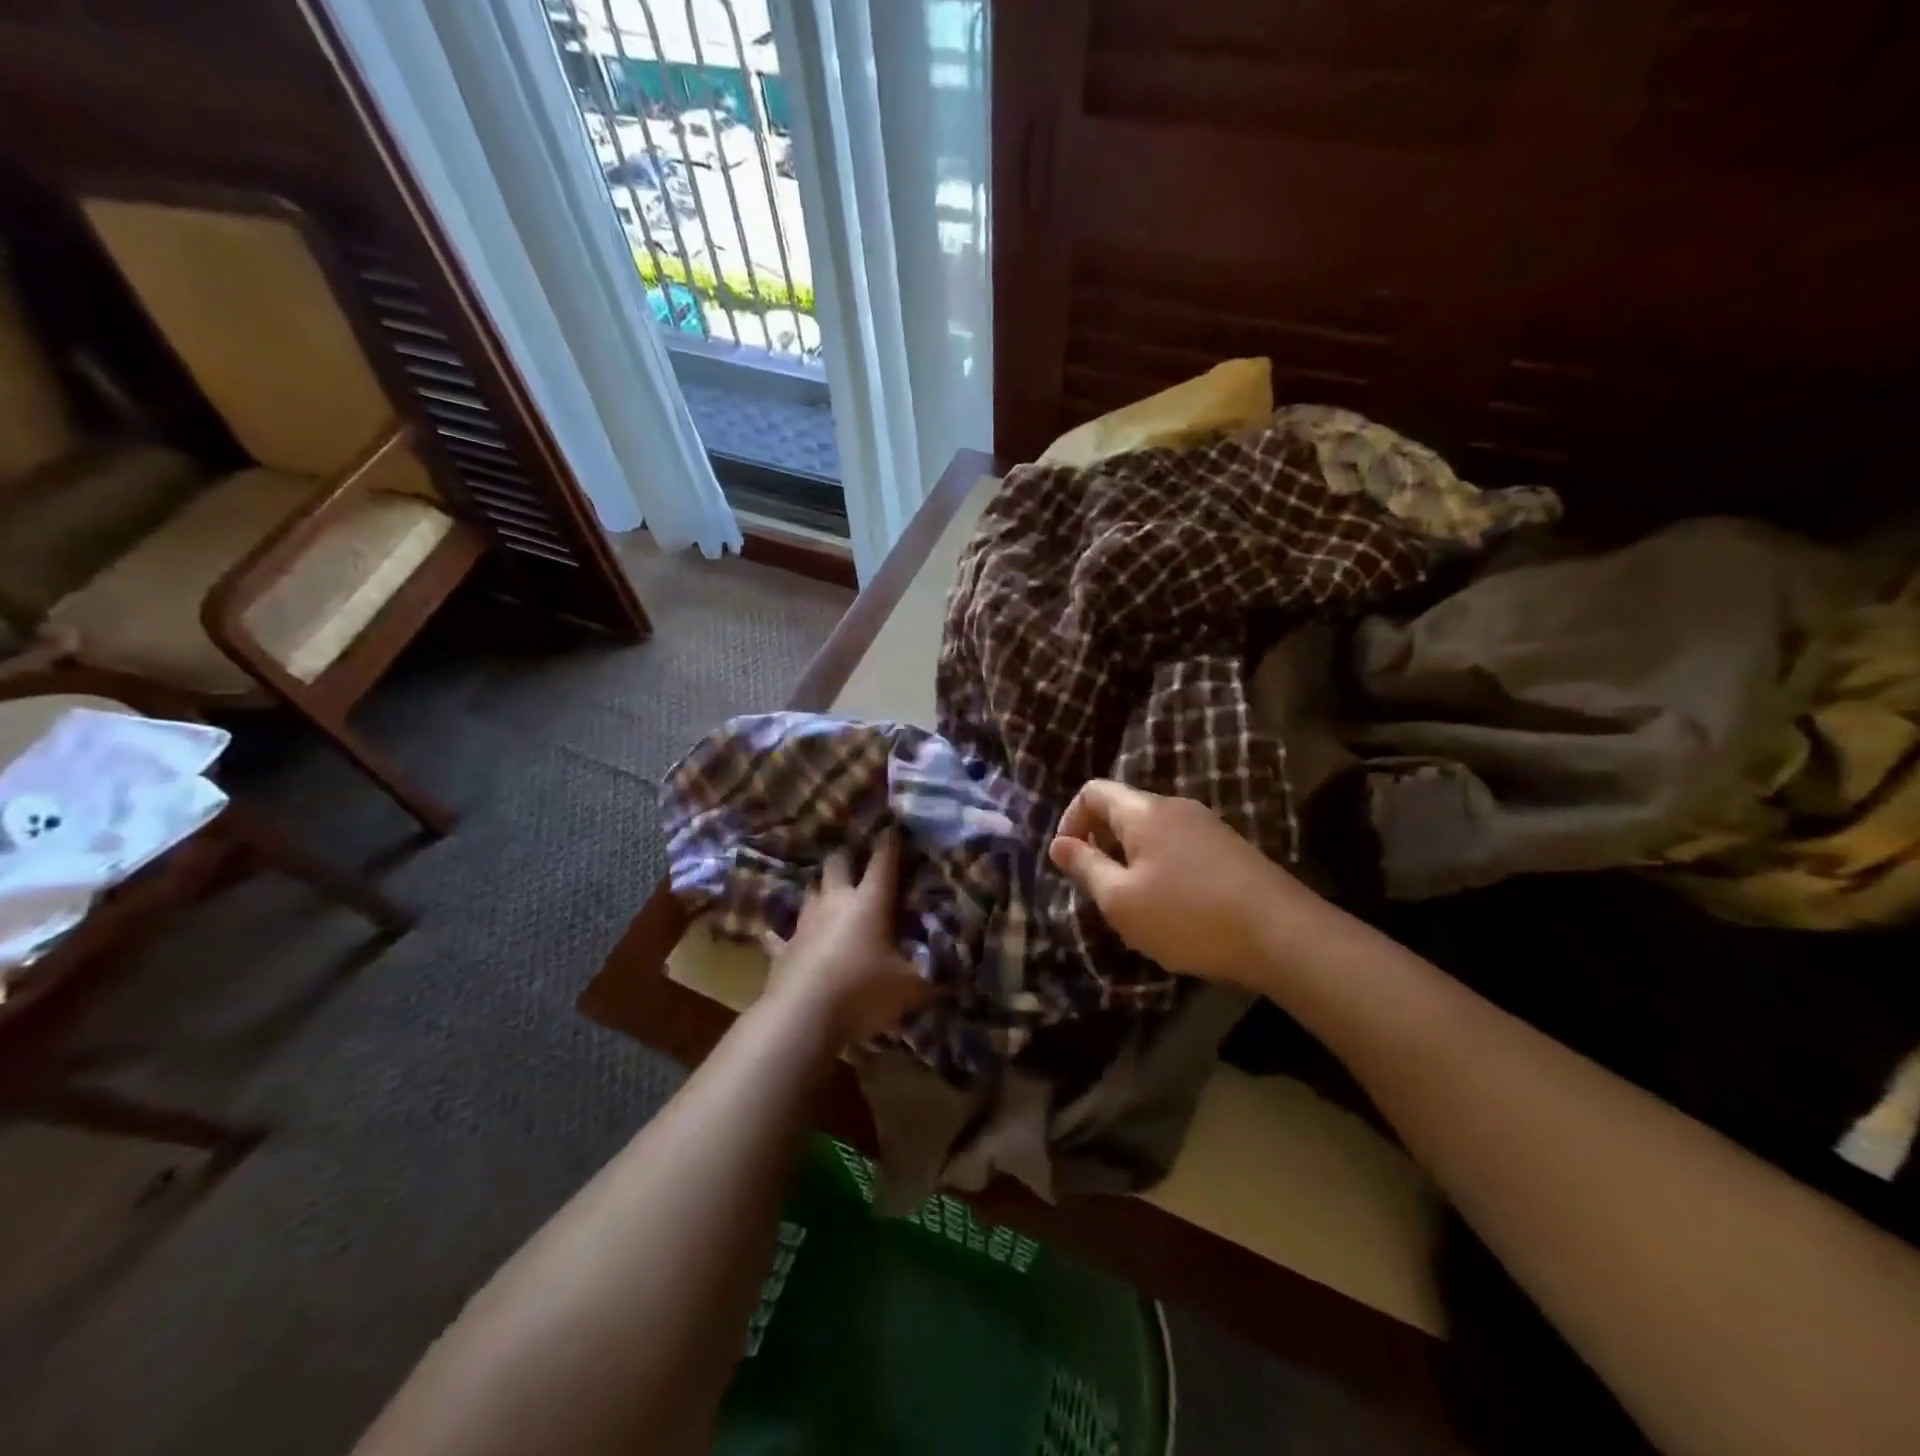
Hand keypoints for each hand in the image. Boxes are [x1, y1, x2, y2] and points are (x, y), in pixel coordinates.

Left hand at [762, 832, 929, 1043]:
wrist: (802, 1015)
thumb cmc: (862, 991)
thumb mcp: (909, 989)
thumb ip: (931, 979)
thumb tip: (955, 978)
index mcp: (869, 903)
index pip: (883, 863)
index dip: (890, 843)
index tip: (893, 825)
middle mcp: (835, 903)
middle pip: (836, 865)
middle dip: (845, 859)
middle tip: (854, 860)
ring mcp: (804, 924)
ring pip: (810, 893)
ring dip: (820, 892)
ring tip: (827, 894)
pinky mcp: (782, 949)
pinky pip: (781, 935)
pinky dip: (786, 935)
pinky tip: (781, 936)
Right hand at [1049, 780, 1304, 984]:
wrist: (1283, 935)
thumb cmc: (1188, 917)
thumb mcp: (1121, 901)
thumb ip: (1086, 868)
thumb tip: (1058, 844)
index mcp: (1144, 812)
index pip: (1093, 791)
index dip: (1071, 820)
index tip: (1069, 861)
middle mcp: (1175, 807)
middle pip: (1123, 810)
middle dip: (1101, 844)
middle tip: (1099, 889)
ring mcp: (1208, 826)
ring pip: (1152, 832)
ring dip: (1131, 860)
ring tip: (1135, 905)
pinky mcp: (1230, 849)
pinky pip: (1179, 847)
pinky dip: (1161, 868)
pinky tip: (1174, 909)